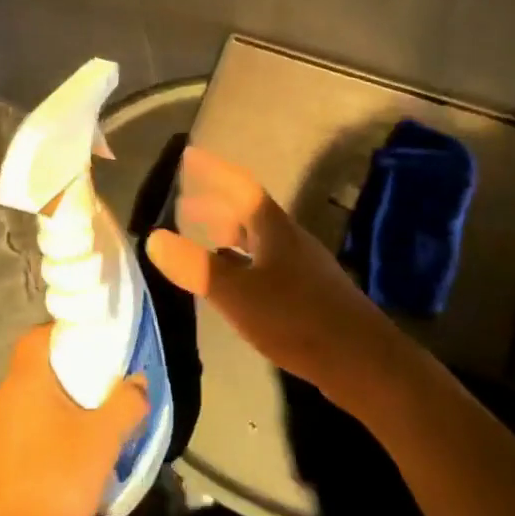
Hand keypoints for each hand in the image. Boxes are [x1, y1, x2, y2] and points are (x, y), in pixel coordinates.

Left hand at [0, 327, 148, 515]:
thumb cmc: (57, 479)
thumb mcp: (104, 439)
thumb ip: (126, 403)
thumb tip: (138, 382)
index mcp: (23, 382)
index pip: (36, 338)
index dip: (60, 335)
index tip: (86, 347)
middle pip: (31, 375)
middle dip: (60, 381)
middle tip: (92, 395)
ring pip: (20, 411)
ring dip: (45, 417)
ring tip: (76, 436)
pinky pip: (10, 443)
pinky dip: (31, 446)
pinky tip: (52, 470)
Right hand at [146, 146, 407, 410]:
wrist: (361, 360)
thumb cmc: (296, 319)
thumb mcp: (239, 294)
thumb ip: (197, 267)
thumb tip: (153, 238)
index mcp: (273, 229)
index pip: (239, 186)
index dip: (213, 170)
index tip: (189, 155)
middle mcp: (289, 239)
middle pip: (248, 211)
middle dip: (215, 204)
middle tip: (184, 203)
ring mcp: (301, 266)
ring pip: (258, 238)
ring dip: (229, 232)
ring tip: (203, 238)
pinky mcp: (308, 292)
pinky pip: (266, 261)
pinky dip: (242, 260)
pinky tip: (235, 281)